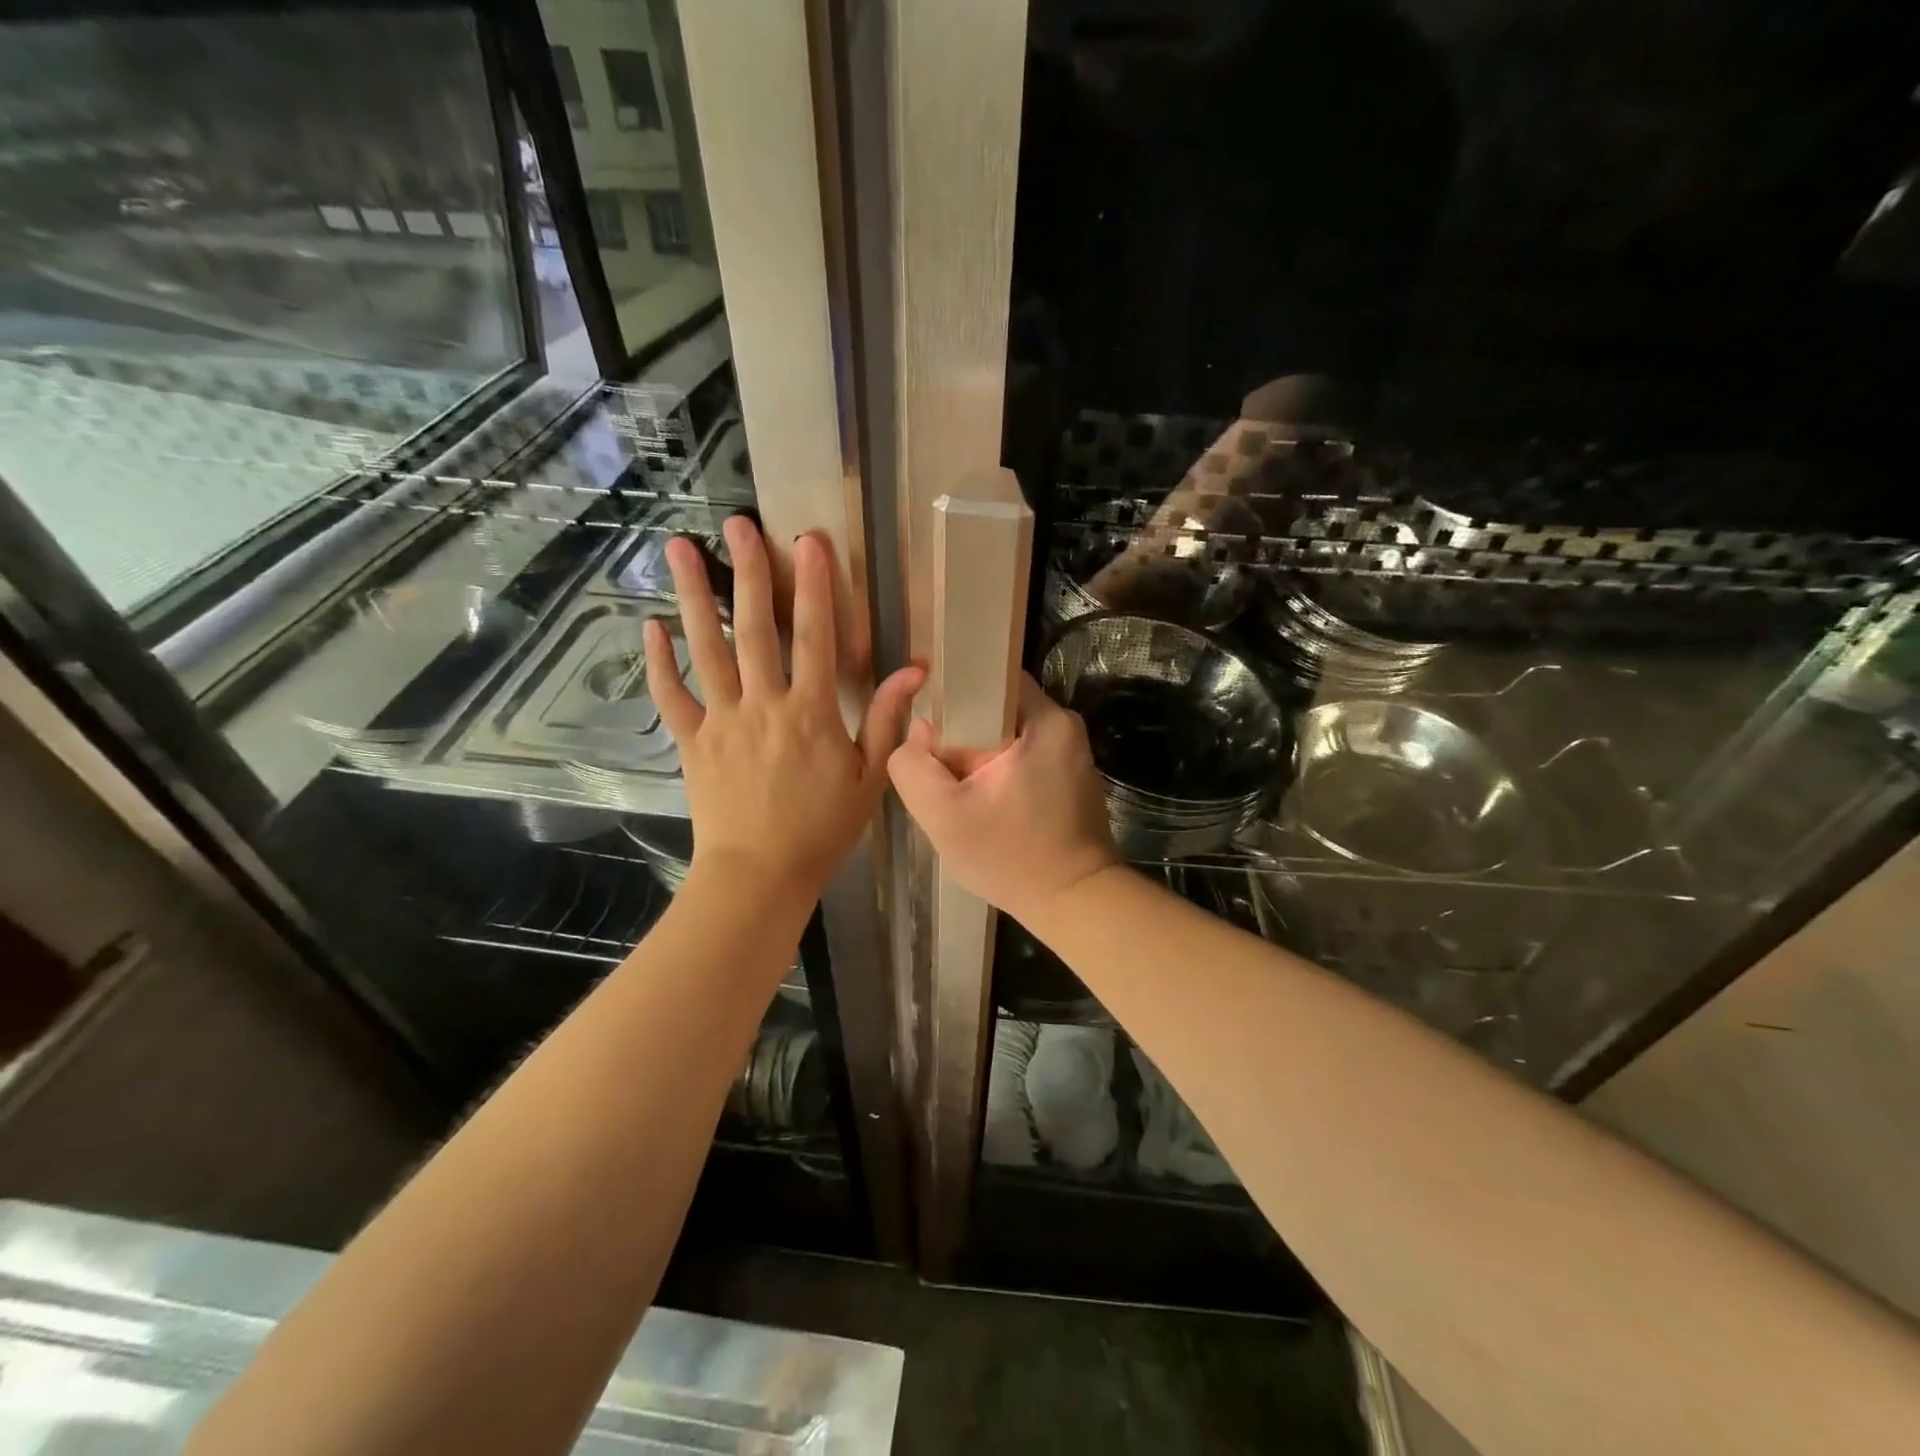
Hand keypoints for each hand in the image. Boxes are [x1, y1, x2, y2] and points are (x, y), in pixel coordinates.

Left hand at [645, 517, 923, 904]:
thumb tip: (914, 671)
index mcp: (811, 712)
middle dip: (749, 572)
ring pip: (707, 649)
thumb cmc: (822, 829)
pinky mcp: (693, 742)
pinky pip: (673, 697)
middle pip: (755, 628)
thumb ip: (888, 721)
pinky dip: (659, 663)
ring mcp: (722, 721)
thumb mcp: (870, 779)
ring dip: (694, 597)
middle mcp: (763, 704)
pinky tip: (650, 628)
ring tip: (678, 550)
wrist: (760, 874)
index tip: (809, 541)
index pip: (814, 637)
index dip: (814, 586)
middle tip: (736, 523)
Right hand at [887, 674, 1120, 926]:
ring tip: (960, 786)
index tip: (930, 722)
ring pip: (1009, 733)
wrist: (1075, 903)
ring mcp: (1073, 753)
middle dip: (964, 730)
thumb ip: (913, 767)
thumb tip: (919, 731)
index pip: (991, 677)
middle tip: (941, 765)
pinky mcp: (1073, 777)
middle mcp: (1065, 727)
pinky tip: (988, 801)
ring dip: (982, 753)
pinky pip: (1026, 755)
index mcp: (1045, 720)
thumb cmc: (1010, 857)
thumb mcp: (943, 816)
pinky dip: (1003, 769)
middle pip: (998, 707)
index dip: (954, 692)